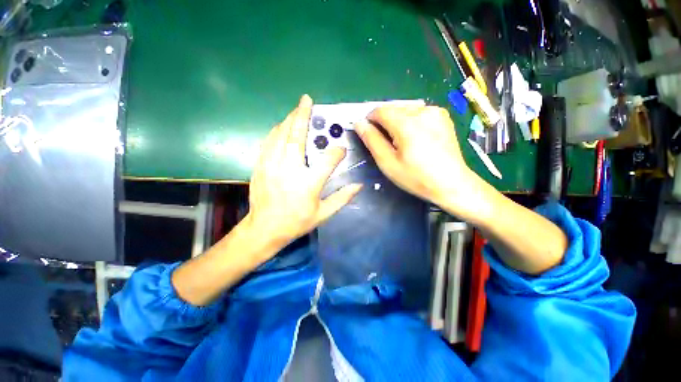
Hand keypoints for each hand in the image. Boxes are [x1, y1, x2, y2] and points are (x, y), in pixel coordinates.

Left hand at [246, 95, 361, 248]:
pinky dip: (276, 132)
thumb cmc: (296, 222)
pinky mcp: (260, 166)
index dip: (338, 152)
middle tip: (306, 100)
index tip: (341, 150)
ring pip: (280, 135)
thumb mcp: (323, 214)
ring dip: (289, 120)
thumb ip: (342, 198)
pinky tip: (281, 127)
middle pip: (297, 136)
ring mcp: (272, 165)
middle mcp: (290, 169)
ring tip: (296, 111)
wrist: (265, 228)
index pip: (329, 160)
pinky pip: (268, 142)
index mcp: (309, 183)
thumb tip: (359, 186)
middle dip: (302, 116)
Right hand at [355, 105, 472, 211]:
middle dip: (384, 122)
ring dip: (397, 121)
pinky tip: (415, 137)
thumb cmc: (416, 177)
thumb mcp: (388, 163)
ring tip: (401, 142)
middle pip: (392, 108)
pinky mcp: (443, 115)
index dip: (370, 120)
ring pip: (405, 109)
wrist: (451, 183)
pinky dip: (410, 121)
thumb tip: (359, 124)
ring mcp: (435, 111)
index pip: (380, 111)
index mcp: (407, 123)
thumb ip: (372, 140)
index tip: (370, 134)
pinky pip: (418, 112)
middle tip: (386, 143)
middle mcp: (422, 111)